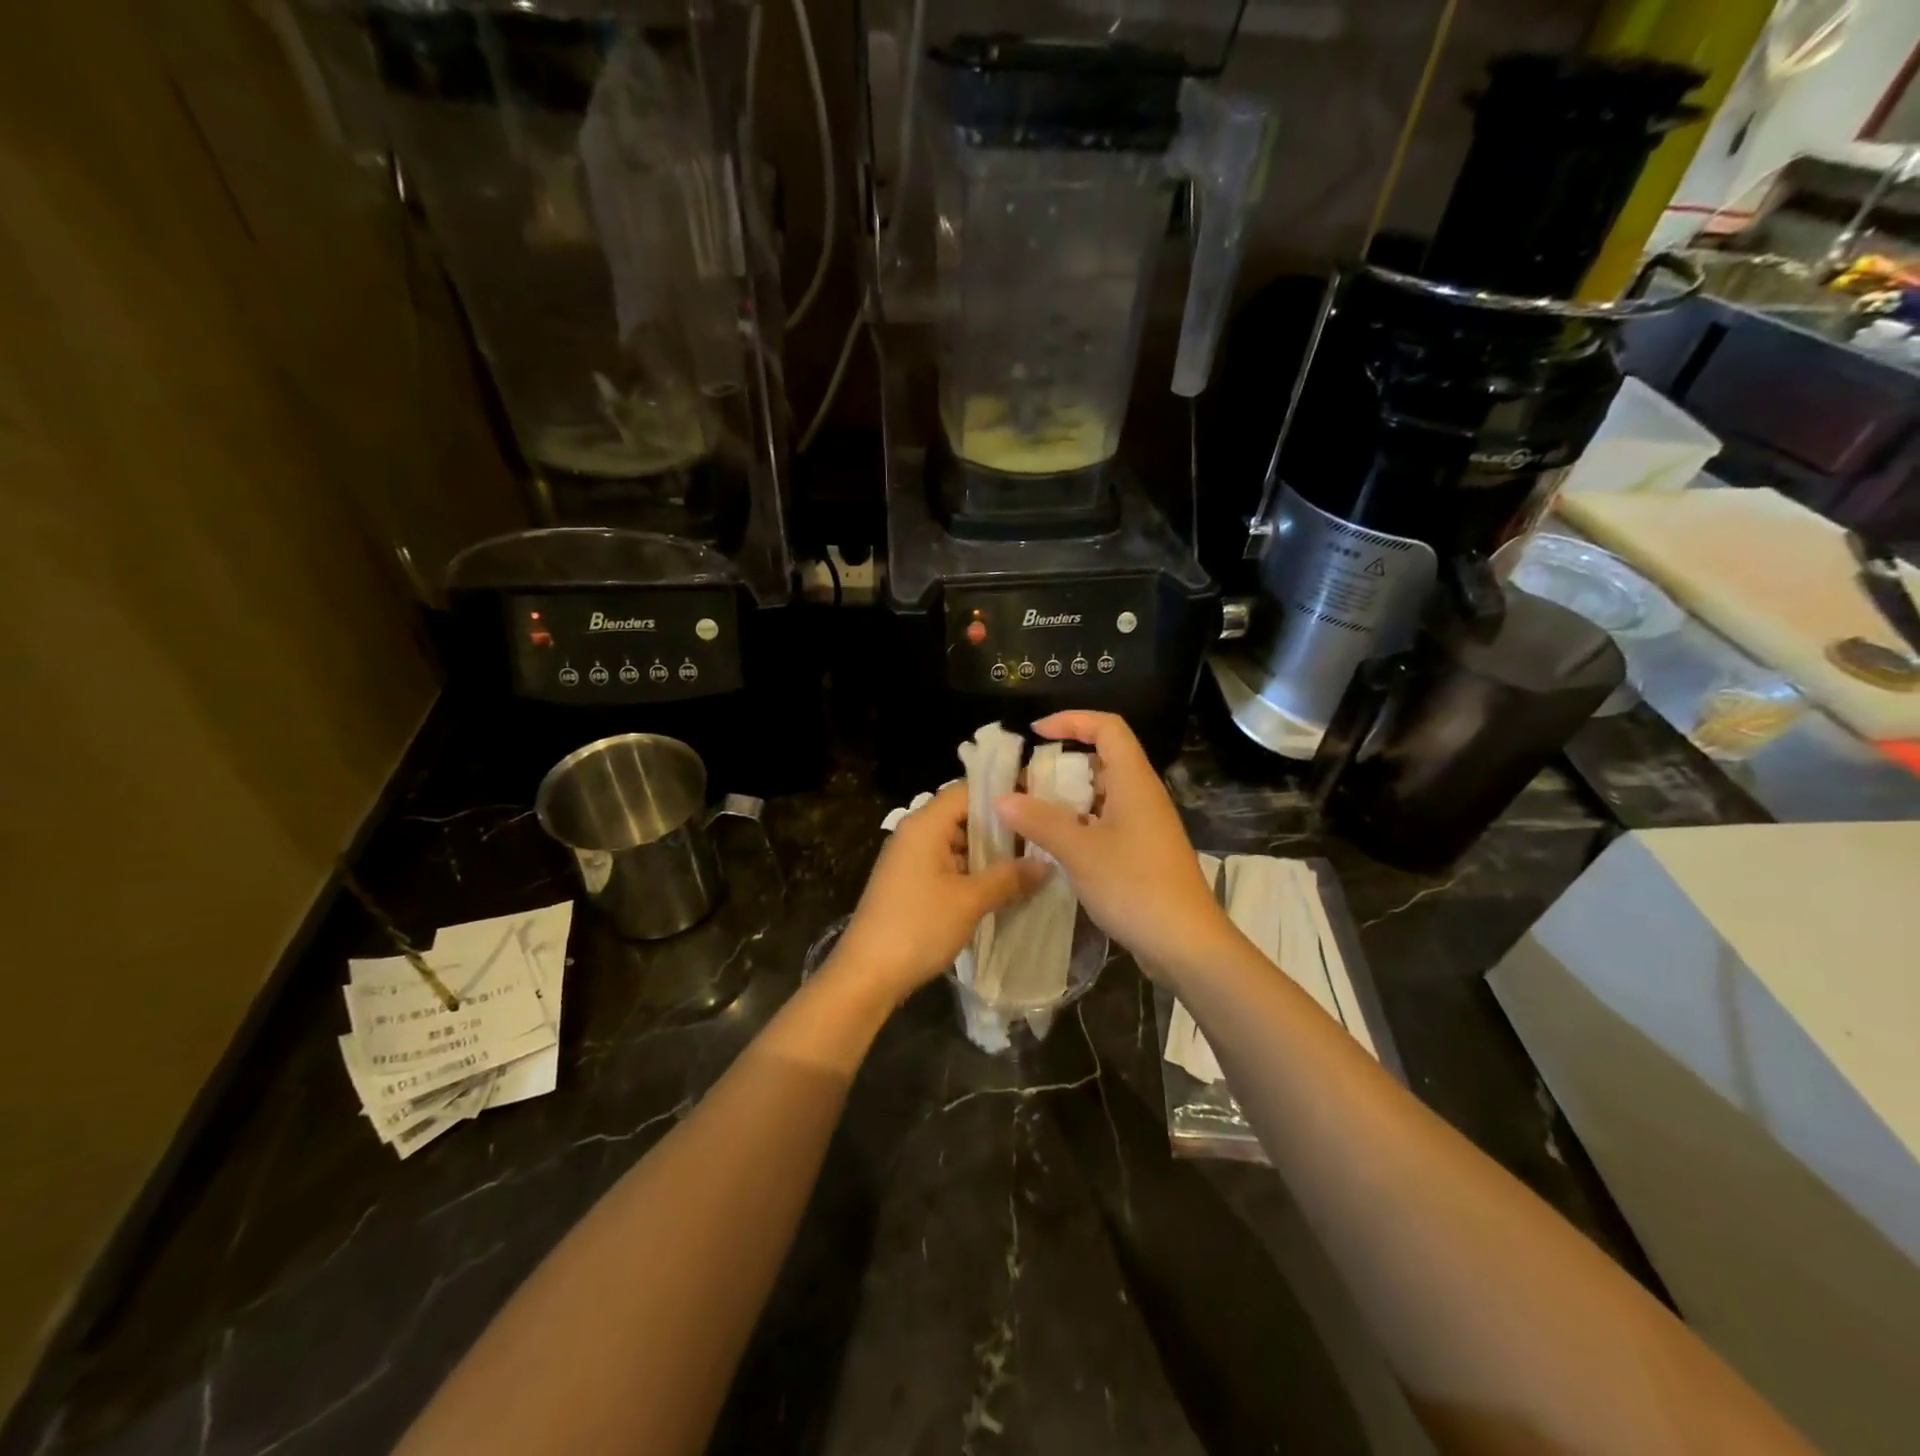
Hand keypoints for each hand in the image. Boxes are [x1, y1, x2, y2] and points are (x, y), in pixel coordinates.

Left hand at [829, 783, 1048, 1005]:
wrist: (867, 974)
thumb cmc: (918, 927)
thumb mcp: (970, 901)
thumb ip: (1009, 878)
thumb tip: (1046, 864)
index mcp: (925, 824)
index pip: (968, 790)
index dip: (1002, 795)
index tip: (1038, 804)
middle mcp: (914, 833)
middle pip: (962, 816)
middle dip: (1000, 828)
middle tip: (1040, 839)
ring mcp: (909, 858)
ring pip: (955, 842)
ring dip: (987, 853)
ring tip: (1028, 864)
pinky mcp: (908, 882)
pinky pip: (945, 864)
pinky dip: (970, 871)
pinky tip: (999, 887)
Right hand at [995, 711, 1232, 978]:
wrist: (1186, 944)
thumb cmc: (1135, 887)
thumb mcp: (1080, 851)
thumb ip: (1040, 821)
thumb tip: (1002, 798)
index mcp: (1134, 782)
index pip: (1107, 728)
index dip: (1071, 720)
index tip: (1035, 734)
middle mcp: (1142, 796)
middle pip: (1104, 759)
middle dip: (1063, 763)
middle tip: (1026, 781)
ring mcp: (1145, 825)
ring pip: (1103, 794)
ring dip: (1068, 797)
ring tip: (1031, 813)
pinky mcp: (1143, 852)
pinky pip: (1106, 822)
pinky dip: (1078, 823)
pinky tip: (1054, 845)